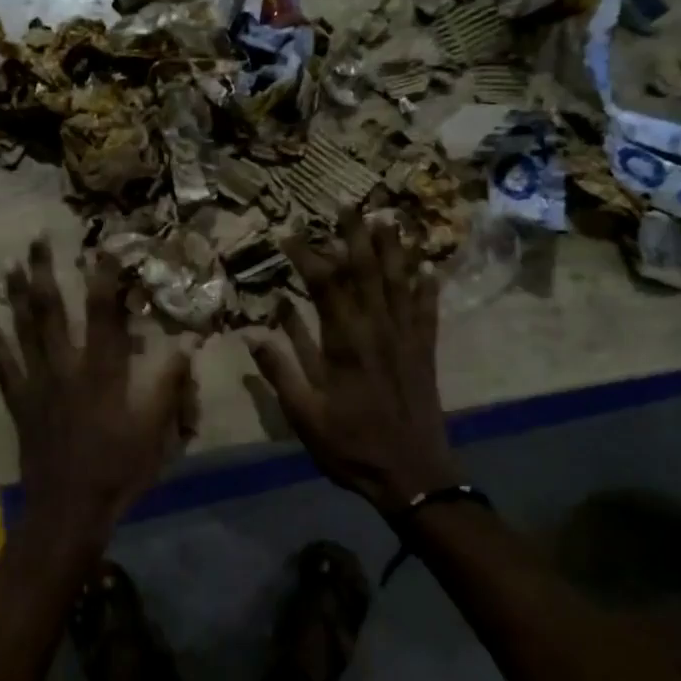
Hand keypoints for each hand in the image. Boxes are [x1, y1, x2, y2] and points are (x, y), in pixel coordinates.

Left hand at [0, 239, 196, 553]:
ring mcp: (38, 385)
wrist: (69, 510)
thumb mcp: (156, 431)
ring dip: (16, 297)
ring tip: (8, 265)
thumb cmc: (118, 469)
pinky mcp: (21, 405)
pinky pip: (4, 370)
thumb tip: (185, 345)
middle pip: (52, 311)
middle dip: (45, 271)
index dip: (104, 277)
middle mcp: (65, 368)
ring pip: (23, 331)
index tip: (102, 246)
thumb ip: (169, 386)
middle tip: (36, 238)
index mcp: (102, 372)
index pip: (103, 313)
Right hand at [247, 213, 455, 513]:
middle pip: (367, 272)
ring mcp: (406, 339)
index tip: (288, 231)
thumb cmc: (351, 446)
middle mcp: (378, 330)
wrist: (413, 476)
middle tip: (346, 204)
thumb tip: (253, 333)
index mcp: (344, 343)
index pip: (324, 285)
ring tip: (387, 218)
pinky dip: (427, 286)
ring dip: (392, 249)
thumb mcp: (304, 415)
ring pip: (399, 283)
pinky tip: (427, 266)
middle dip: (354, 236)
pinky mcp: (424, 352)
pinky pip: (426, 310)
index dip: (307, 254)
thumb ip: (280, 370)